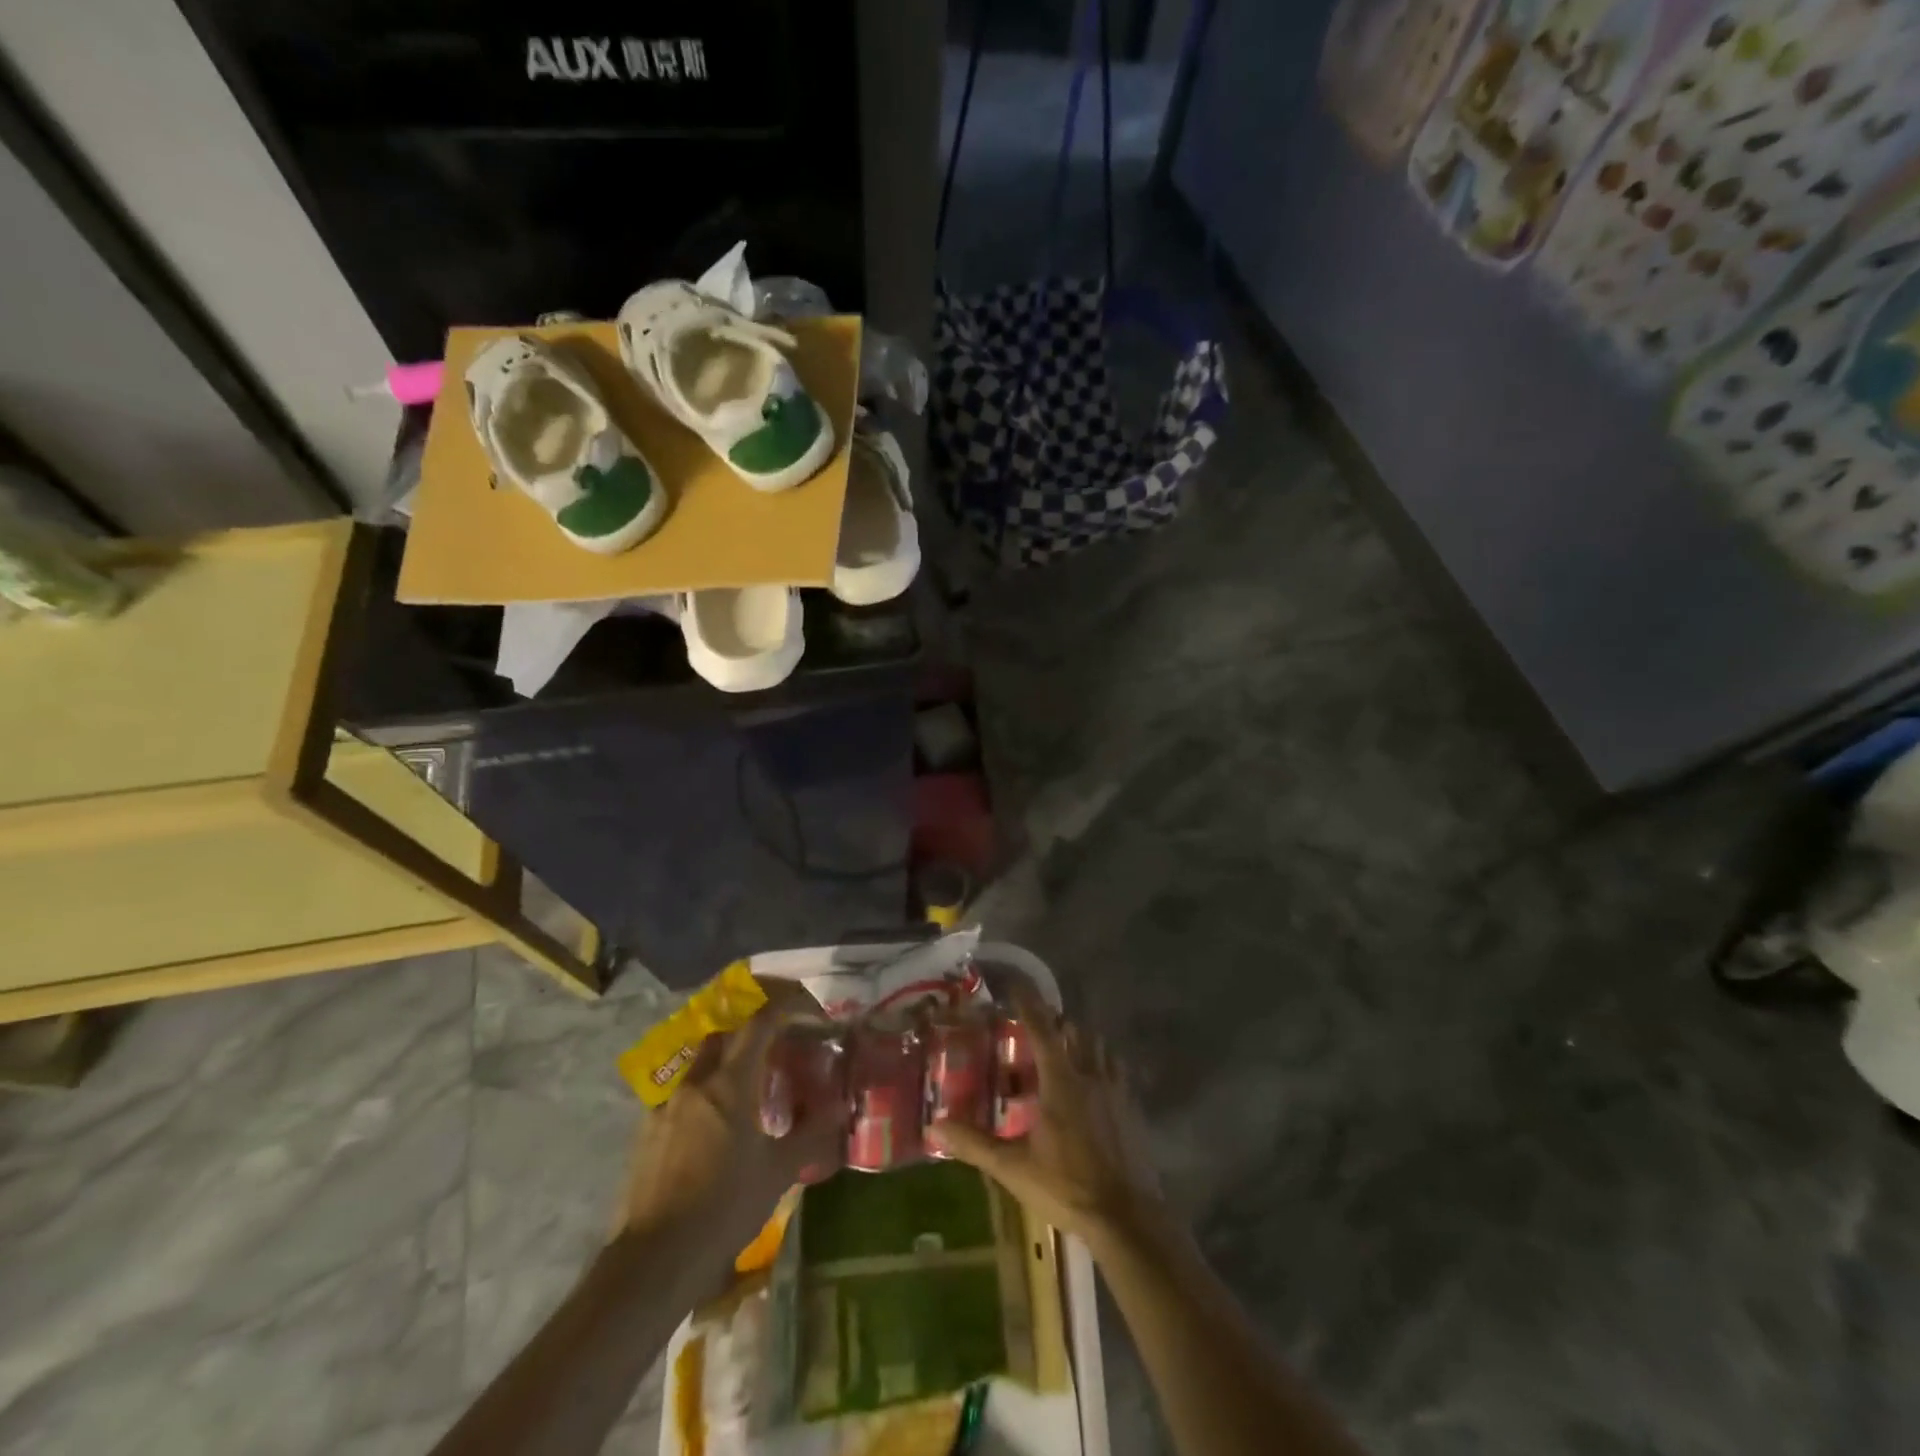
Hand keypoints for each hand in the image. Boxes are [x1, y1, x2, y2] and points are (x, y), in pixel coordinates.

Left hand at [615, 980, 844, 1252]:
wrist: (654, 1261)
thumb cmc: (724, 1209)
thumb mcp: (778, 1172)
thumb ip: (811, 1132)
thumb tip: (841, 1105)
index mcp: (730, 1083)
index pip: (759, 1022)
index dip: (783, 1005)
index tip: (806, 1006)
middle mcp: (695, 1082)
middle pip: (724, 1031)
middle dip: (751, 1025)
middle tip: (778, 1037)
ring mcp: (665, 1104)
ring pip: (700, 1059)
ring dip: (726, 1055)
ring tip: (748, 1077)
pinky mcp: (647, 1130)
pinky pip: (681, 1090)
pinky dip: (704, 1087)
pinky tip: (714, 1117)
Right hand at [932, 978, 1169, 1253]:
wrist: (1128, 1219)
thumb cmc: (1067, 1186)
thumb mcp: (1014, 1168)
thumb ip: (975, 1144)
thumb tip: (936, 1126)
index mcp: (1062, 1081)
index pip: (1043, 1029)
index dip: (1029, 1003)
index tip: (1016, 983)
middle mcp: (1091, 1075)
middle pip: (1075, 1032)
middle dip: (1056, 1022)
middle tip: (1036, 1026)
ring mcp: (1116, 1092)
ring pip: (1099, 1048)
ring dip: (1081, 1040)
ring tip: (1064, 1051)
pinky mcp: (1132, 1111)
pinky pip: (1116, 1072)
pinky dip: (1101, 1065)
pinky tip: (1093, 1085)